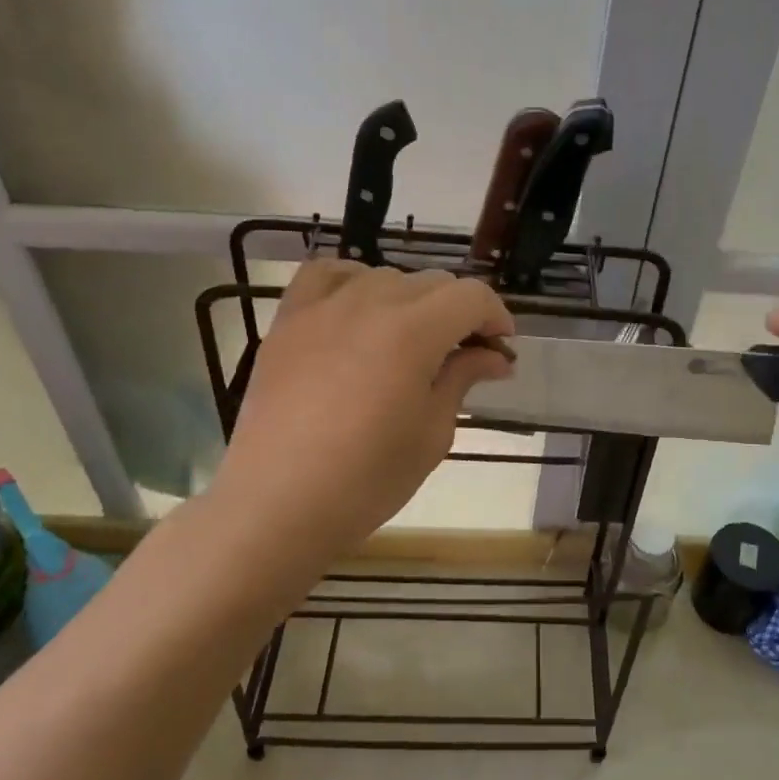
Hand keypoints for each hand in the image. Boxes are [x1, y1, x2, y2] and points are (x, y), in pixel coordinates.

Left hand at [206, 261, 514, 579]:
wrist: (277, 504)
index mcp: (413, 332)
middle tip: (464, 356)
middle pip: (432, 283)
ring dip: (411, 301)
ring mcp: (322, 307)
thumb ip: (463, 379)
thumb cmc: (367, 479)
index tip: (501, 349)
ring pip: (384, 276)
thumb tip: (494, 355)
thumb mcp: (432, 433)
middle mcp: (369, 303)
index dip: (496, 316)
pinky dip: (352, 282)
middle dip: (459, 313)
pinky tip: (358, 310)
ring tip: (410, 341)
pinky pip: (325, 275)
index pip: (471, 296)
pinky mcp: (287, 320)